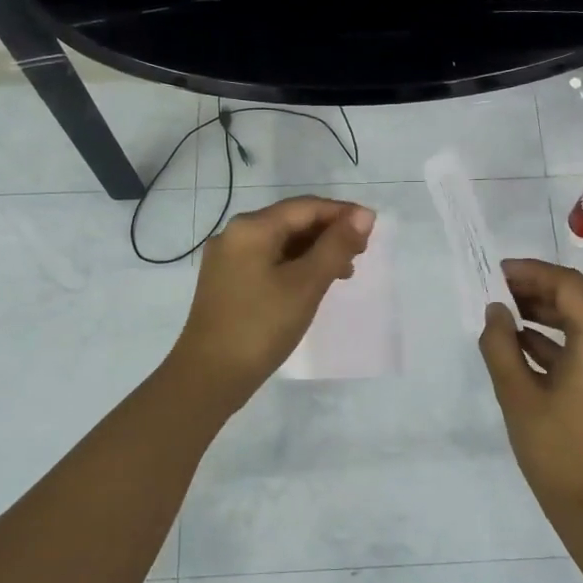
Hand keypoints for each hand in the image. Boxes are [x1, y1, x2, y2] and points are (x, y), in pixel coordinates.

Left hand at [173, 195, 375, 402]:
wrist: (209, 376)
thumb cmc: (261, 326)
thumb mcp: (306, 284)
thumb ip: (337, 246)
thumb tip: (364, 215)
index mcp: (251, 227)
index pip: (306, 207)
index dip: (342, 213)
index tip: (372, 228)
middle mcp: (235, 234)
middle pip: (291, 221)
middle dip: (329, 233)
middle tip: (361, 253)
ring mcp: (227, 259)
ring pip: (280, 242)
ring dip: (314, 251)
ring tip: (344, 271)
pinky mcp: (226, 281)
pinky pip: (268, 260)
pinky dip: (295, 265)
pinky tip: (312, 283)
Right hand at [477, 259, 582, 528]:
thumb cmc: (554, 451)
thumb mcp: (517, 395)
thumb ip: (500, 345)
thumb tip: (495, 310)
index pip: (570, 286)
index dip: (533, 272)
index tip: (498, 273)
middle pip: (581, 297)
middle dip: (539, 287)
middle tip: (499, 289)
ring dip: (548, 309)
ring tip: (506, 310)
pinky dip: (559, 335)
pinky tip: (523, 339)